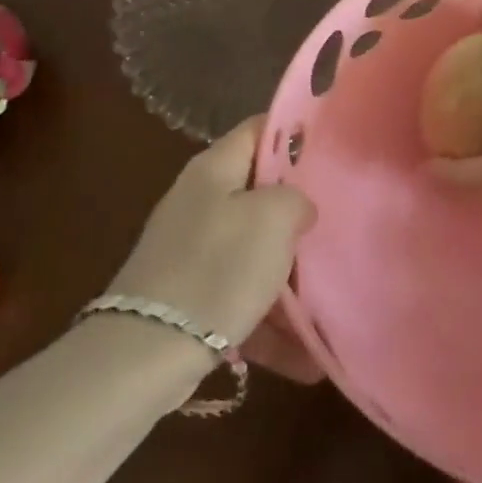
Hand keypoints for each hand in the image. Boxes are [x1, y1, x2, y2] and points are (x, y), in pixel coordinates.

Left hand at [107, 118, 314, 350]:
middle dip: (296, 208)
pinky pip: (239, 295)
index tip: (331, 152)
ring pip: (252, 247)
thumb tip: (298, 207)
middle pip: (258, 190)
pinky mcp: (188, 296)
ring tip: (326, 294)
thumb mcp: (273, 218)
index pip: (259, 129)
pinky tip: (305, 353)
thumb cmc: (218, 269)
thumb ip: (296, 198)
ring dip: (287, 271)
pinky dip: (268, 317)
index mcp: (214, 169)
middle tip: (334, 220)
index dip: (295, 133)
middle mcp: (199, 201)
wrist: (147, 353)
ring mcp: (190, 250)